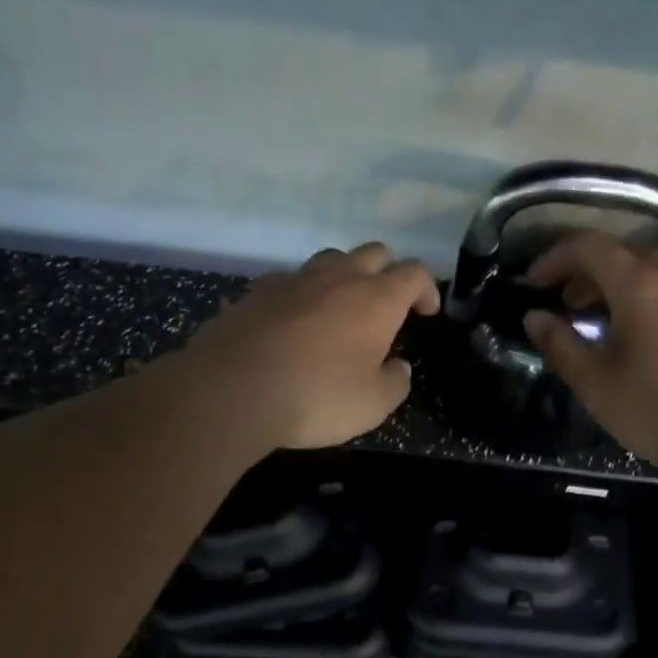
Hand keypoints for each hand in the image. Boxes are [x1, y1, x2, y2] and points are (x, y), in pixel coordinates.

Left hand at [181, 242, 439, 451]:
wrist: (231, 390)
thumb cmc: (315, 397)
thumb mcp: (373, 405)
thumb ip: (395, 382)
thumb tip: (398, 367)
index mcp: (375, 299)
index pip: (414, 273)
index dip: (426, 289)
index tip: (425, 313)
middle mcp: (338, 277)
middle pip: (374, 253)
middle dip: (388, 273)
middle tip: (387, 306)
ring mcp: (294, 279)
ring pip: (331, 259)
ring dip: (346, 276)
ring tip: (342, 309)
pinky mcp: (257, 291)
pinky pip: (292, 279)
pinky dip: (304, 293)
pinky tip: (296, 321)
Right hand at [521, 231, 657, 477]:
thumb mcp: (597, 384)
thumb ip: (560, 346)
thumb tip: (534, 318)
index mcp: (640, 285)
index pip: (589, 246)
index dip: (554, 258)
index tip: (533, 284)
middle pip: (622, 253)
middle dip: (585, 272)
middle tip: (564, 304)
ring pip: (650, 272)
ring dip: (615, 286)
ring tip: (597, 324)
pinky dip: (643, 299)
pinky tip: (637, 339)